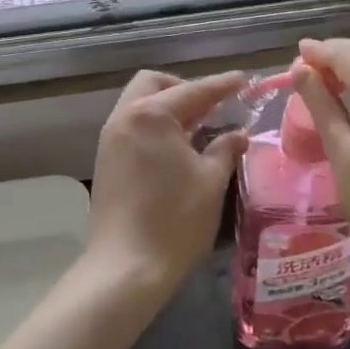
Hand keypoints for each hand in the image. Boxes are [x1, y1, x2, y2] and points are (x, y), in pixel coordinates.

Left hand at [86, 69, 249, 295]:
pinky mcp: (106, 160)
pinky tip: (177, 148)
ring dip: (168, 107)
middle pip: (154, 84)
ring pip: (140, 105)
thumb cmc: (175, 221)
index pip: (193, 90)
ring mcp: (110, 139)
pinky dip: (155, 126)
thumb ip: (225, 148)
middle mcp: (124, 118)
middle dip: (184, 88)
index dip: (221, 85)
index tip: (243, 80)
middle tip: (212, 107)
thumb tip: (238, 134)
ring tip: (199, 128)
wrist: (125, 268)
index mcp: (151, 115)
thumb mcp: (210, 182)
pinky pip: (133, 126)